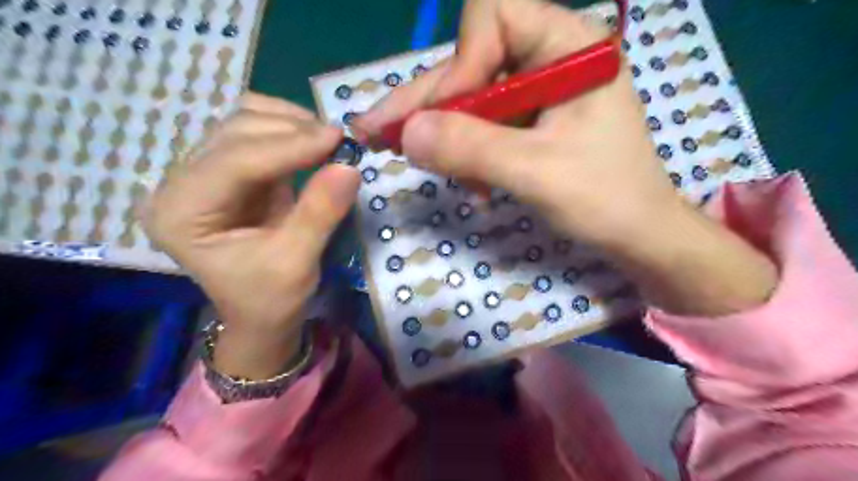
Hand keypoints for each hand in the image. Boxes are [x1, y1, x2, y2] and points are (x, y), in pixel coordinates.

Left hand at [143, 92, 358, 379]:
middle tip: (340, 140)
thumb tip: (349, 167)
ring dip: (290, 124)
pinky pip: (255, 135)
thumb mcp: (297, 262)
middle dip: (291, 130)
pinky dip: (288, 131)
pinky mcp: (227, 173)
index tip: (338, 138)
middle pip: (234, 133)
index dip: (289, 145)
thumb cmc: (271, 299)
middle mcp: (180, 185)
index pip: (234, 161)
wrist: (261, 315)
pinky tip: (313, 142)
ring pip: (243, 124)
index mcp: (181, 214)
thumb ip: (320, 213)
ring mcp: (201, 175)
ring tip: (329, 140)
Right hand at [356, 0, 777, 315]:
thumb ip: (472, 148)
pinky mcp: (532, 121)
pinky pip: (484, 123)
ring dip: (442, 132)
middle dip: (429, 103)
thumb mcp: (536, 173)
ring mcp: (540, 91)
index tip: (445, 117)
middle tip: (376, 134)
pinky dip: (463, 149)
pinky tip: (460, 177)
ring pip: (472, 97)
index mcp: (569, 47)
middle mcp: (551, 58)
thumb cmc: (606, 200)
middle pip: (472, 63)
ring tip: (407, 157)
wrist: (638, 236)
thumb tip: (407, 132)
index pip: (493, 18)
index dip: (461, 64)